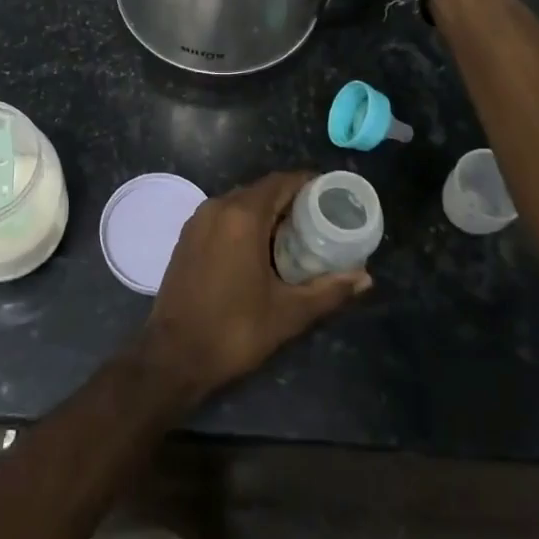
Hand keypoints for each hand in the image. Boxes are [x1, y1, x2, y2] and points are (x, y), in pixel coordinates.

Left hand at [139, 172, 369, 400]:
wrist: (173, 356)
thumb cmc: (234, 330)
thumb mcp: (289, 313)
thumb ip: (329, 290)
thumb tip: (365, 278)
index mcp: (242, 216)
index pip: (281, 182)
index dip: (308, 184)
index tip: (331, 197)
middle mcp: (217, 207)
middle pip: (261, 190)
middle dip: (290, 200)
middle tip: (320, 220)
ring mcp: (197, 220)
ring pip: (240, 202)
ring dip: (266, 212)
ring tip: (295, 235)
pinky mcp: (186, 237)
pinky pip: (222, 216)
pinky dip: (244, 222)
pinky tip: (260, 248)